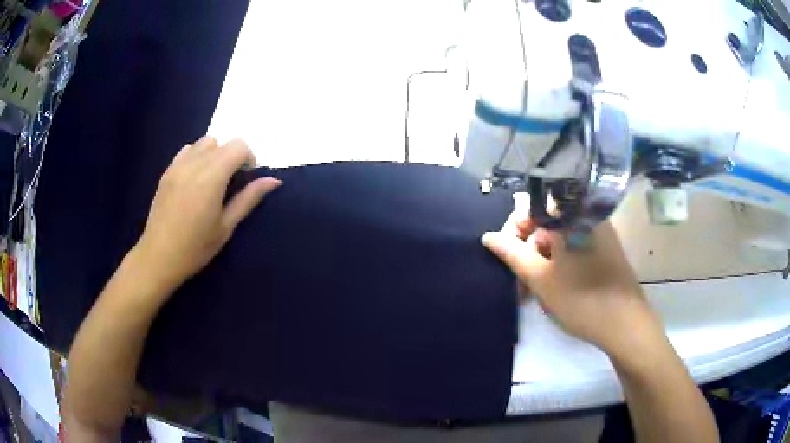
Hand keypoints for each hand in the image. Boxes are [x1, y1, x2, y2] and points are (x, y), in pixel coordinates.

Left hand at [134, 137, 280, 292]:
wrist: (158, 257)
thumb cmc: (195, 248)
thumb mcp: (226, 226)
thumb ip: (249, 198)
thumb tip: (274, 180)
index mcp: (212, 177)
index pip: (238, 146)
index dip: (249, 158)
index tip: (247, 179)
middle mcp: (194, 164)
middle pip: (222, 142)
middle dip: (233, 157)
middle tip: (231, 183)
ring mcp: (178, 165)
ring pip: (204, 143)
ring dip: (215, 154)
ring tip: (212, 179)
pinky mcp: (167, 171)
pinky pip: (187, 150)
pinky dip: (197, 156)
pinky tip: (195, 179)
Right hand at [482, 195, 662, 361]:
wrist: (626, 324)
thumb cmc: (581, 299)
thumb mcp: (540, 278)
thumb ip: (512, 253)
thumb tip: (489, 236)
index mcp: (571, 215)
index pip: (531, 209)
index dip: (515, 232)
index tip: (508, 260)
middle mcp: (586, 216)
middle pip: (545, 226)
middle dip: (529, 254)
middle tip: (522, 287)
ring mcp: (599, 233)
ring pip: (559, 241)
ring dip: (543, 264)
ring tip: (538, 295)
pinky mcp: (605, 250)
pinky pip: (574, 250)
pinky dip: (560, 266)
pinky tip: (557, 291)